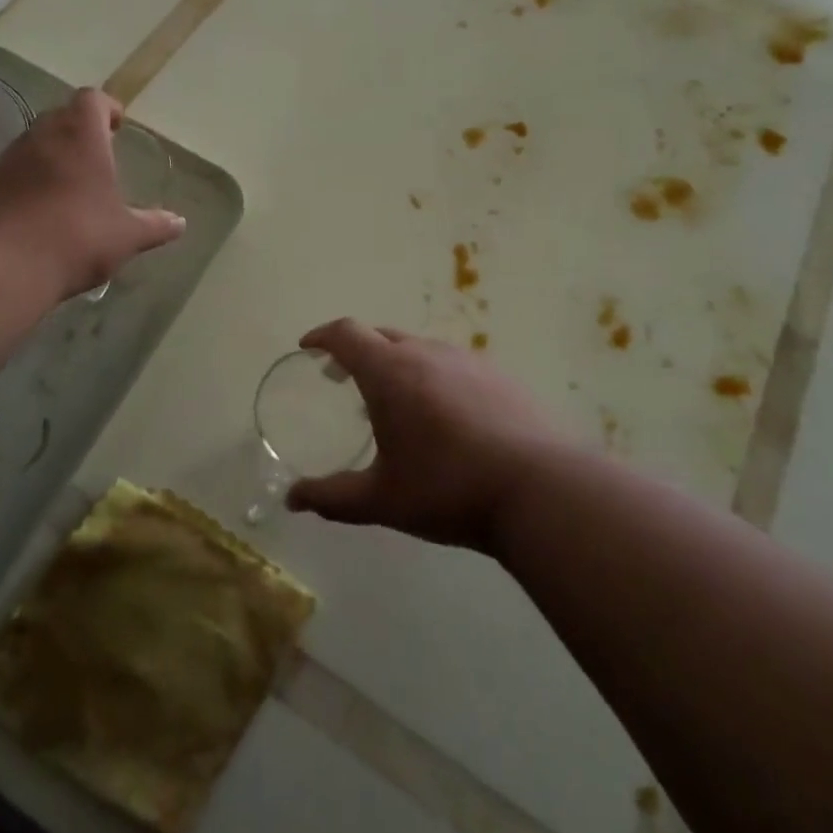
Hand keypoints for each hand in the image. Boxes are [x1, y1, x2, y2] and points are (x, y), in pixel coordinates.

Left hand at [0, 88, 184, 298]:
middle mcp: (43, 136)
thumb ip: (155, 225)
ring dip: (54, 154)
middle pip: (62, 116)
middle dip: (81, 130)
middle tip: (99, 155)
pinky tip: (44, 209)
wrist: (4, 267)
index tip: (118, 126)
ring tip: (72, 184)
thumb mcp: (127, 235)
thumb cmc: (78, 237)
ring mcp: (10, 159)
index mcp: (81, 136)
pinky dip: (32, 178)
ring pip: (36, 142)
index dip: (107, 108)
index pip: (92, 99)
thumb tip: (179, 223)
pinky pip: (17, 169)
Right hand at [284, 320, 562, 555]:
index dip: (322, 335)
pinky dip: (430, 375)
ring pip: (418, 348)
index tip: (308, 348)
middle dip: (356, 350)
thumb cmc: (448, 489)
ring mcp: (466, 360)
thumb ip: (333, 497)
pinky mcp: (498, 376)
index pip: (346, 333)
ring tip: (393, 400)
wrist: (539, 489)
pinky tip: (442, 414)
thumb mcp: (382, 499)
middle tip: (342, 378)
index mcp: (390, 371)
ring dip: (395, 363)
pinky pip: (450, 363)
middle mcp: (426, 352)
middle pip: (381, 335)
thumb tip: (292, 500)